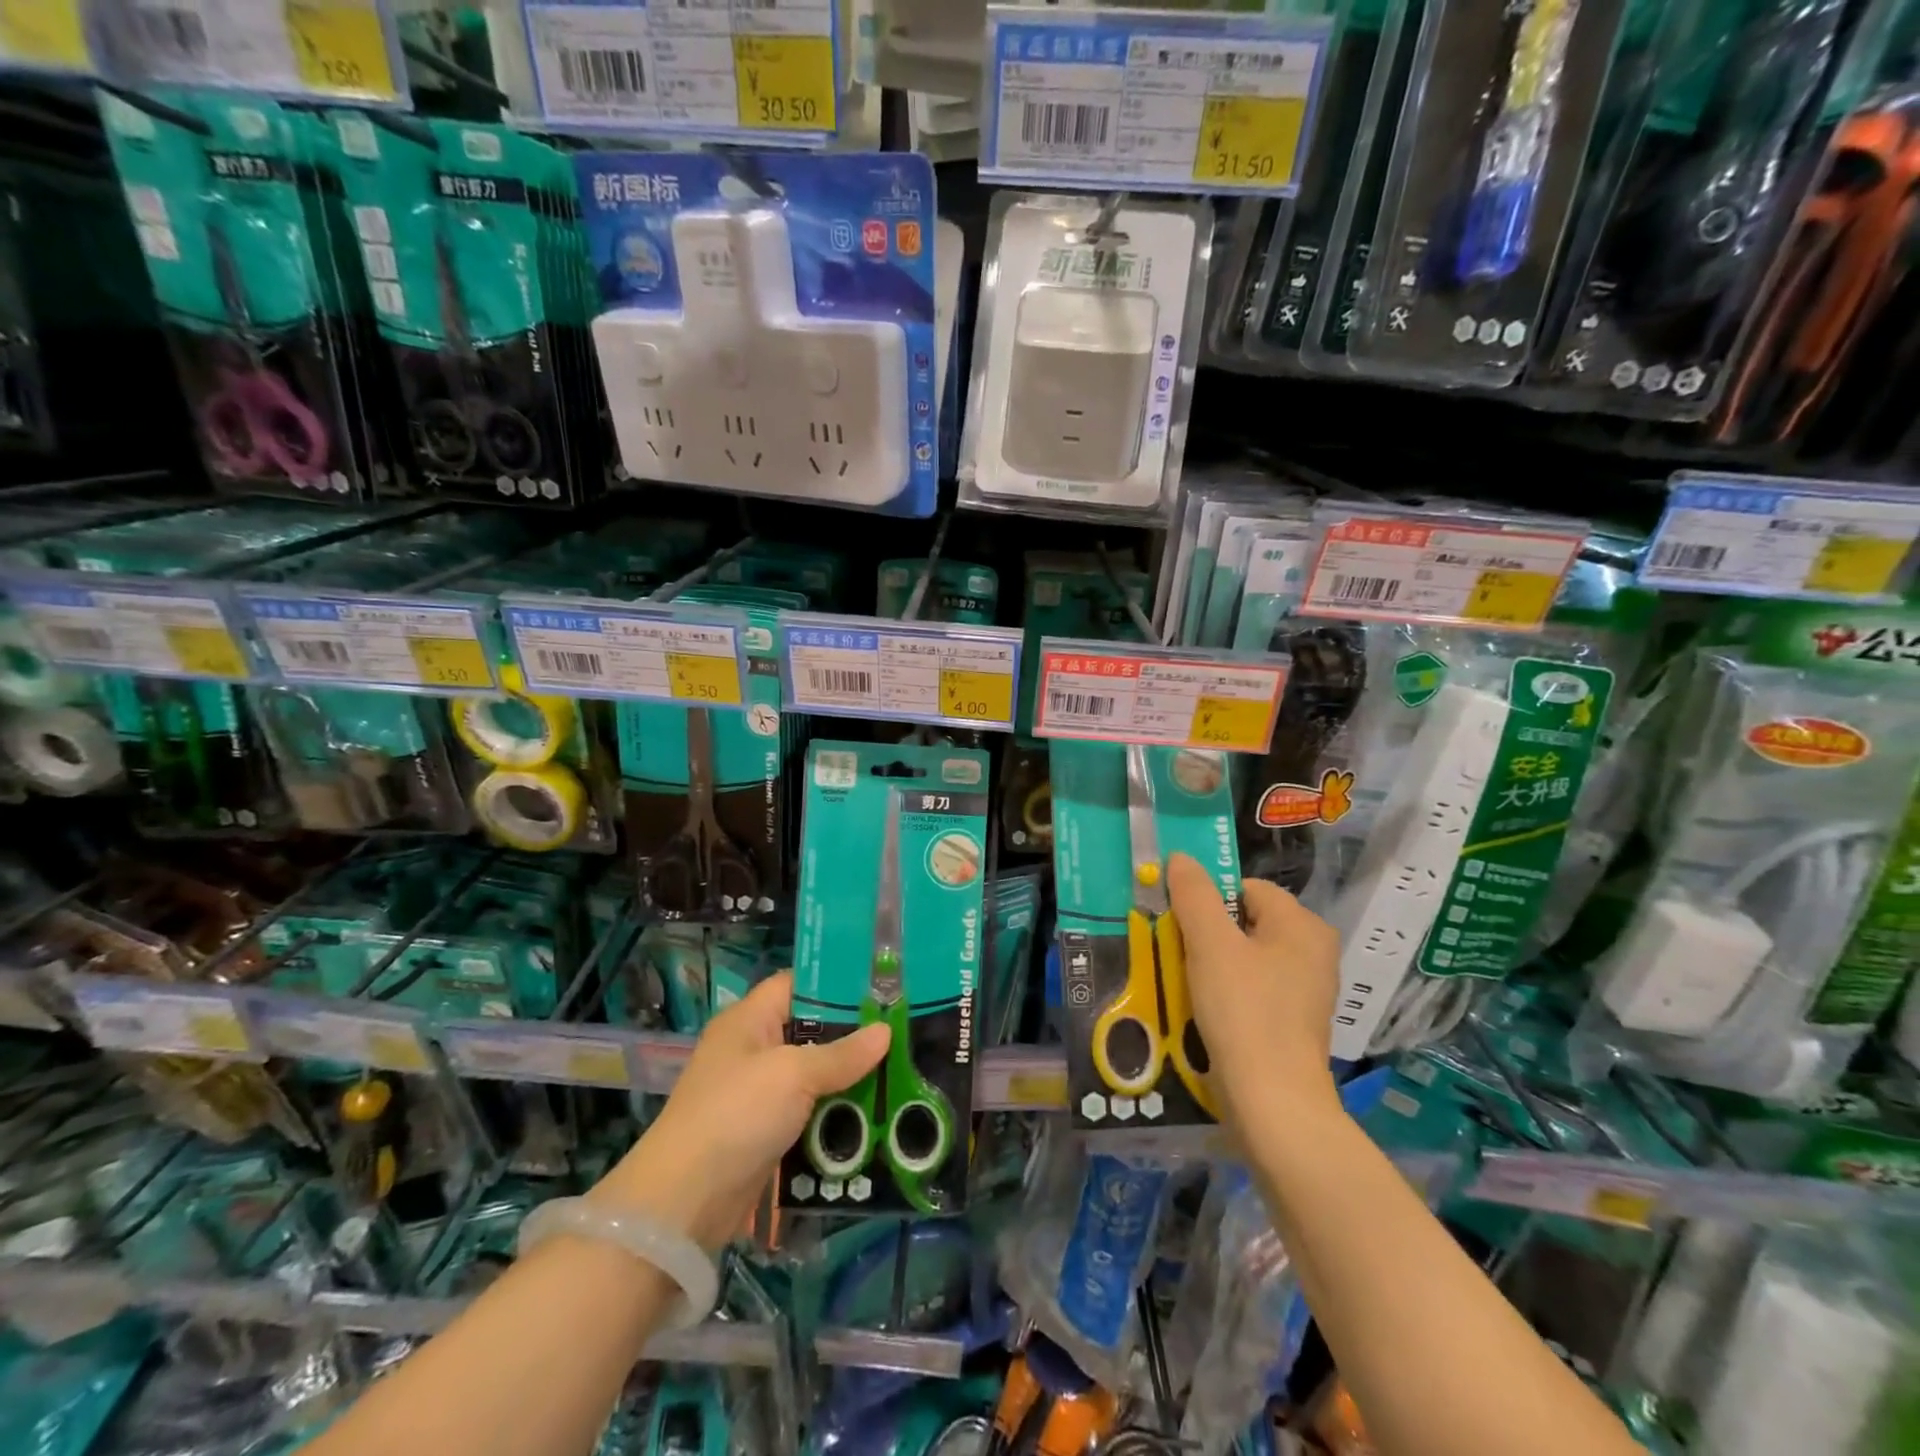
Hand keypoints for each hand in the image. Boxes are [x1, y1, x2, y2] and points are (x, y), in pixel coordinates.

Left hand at [590, 972, 888, 1251]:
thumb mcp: (793, 1075)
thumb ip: (842, 1054)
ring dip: (849, 1080)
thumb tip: (886, 1031)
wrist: (684, 1202)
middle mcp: (753, 1049)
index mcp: (750, 1019)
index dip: (836, 982)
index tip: (881, 985)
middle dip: (853, 1035)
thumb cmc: (737, 1114)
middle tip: (902, 1032)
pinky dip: (835, 1114)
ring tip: (900, 1073)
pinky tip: (874, 1116)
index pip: (797, 984)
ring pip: (814, 1075)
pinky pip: (809, 1112)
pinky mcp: (765, 1132)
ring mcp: (758, 1093)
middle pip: (811, 1030)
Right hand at [1167, 853, 1341, 1129]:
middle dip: (1207, 934)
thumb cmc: (1244, 1011)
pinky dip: (1228, 992)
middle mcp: (1314, 951)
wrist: (1273, 1103)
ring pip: (1246, 957)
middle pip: (1245, 921)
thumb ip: (1194, 895)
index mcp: (1302, 925)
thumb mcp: (1210, 944)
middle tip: (1180, 954)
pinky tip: (1207, 1011)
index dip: (1209, 900)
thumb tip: (1181, 858)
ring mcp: (1307, 990)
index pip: (1245, 888)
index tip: (1181, 926)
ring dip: (1212, 964)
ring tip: (1188, 984)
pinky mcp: (1293, 1022)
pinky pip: (1253, 988)